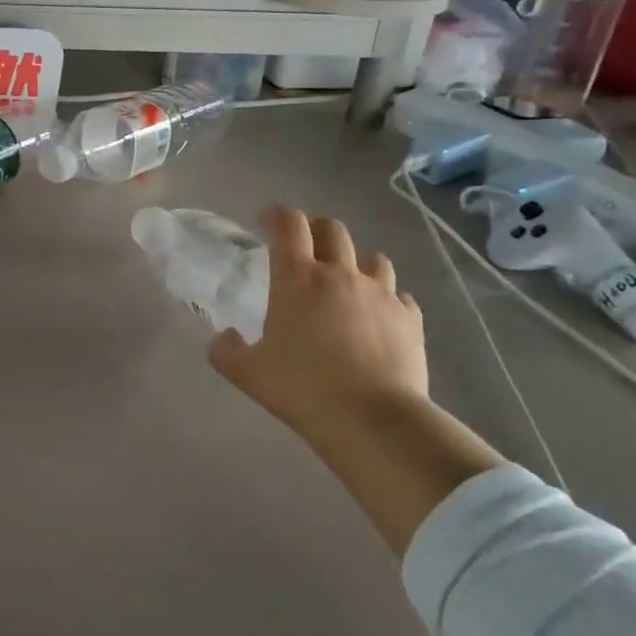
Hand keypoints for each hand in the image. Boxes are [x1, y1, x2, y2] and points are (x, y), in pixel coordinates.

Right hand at [208, 207, 427, 438]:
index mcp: (297, 279)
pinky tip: (377, 317)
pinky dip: (385, 298)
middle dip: (315, 230)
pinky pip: (399, 294)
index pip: (288, 224)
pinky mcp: (410, 318)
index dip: (275, 215)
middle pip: (332, 229)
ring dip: (354, 261)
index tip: (266, 221)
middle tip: (303, 248)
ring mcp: (381, 294)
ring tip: (345, 281)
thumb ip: (226, 351)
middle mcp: (340, 274)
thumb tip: (224, 337)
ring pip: (372, 258)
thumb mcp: (248, 374)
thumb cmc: (303, 389)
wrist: (374, 420)